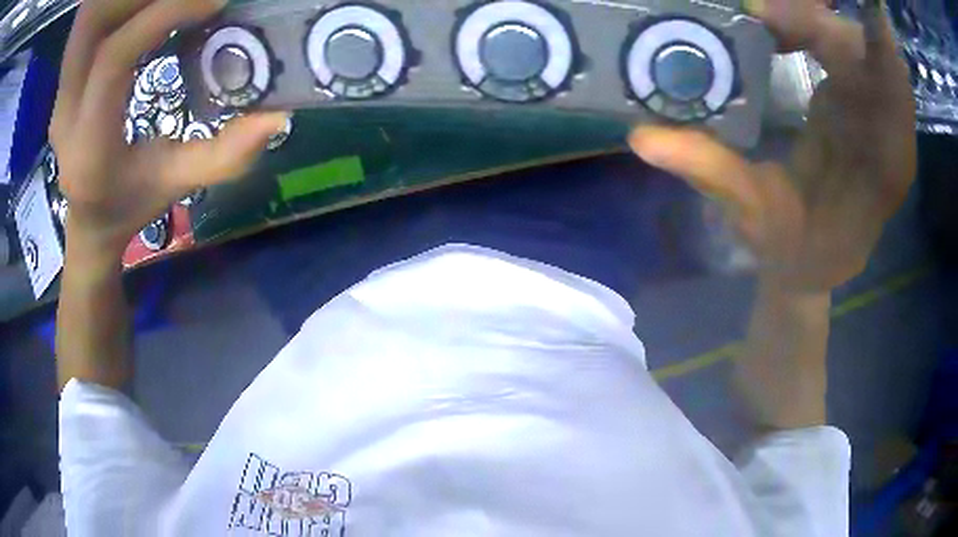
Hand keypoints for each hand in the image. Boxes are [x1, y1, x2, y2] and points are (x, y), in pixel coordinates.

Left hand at [50, 0, 286, 263]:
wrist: (86, 223)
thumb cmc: (129, 208)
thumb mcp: (176, 186)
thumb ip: (225, 155)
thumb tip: (278, 116)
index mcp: (89, 146)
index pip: (113, 60)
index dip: (161, 16)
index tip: (212, 0)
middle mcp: (65, 113)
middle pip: (93, 25)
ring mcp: (62, 92)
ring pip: (87, 19)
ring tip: (173, 2)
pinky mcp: (67, 77)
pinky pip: (90, 24)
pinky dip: (121, 6)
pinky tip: (148, 9)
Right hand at [629, 0, 915, 291]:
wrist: (816, 260)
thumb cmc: (794, 249)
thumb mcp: (755, 217)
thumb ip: (713, 173)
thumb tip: (643, 137)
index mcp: (881, 167)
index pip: (875, 78)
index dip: (827, 35)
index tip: (765, 15)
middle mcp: (892, 132)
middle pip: (874, 45)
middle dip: (821, 12)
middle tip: (762, 3)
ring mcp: (880, 111)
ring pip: (866, 38)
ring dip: (821, 13)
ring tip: (770, 10)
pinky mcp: (863, 99)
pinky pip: (852, 46)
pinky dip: (819, 25)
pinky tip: (784, 23)